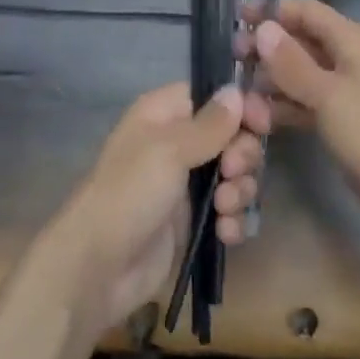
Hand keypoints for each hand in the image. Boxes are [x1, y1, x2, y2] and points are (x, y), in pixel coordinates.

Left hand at [43, 82, 267, 332]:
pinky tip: (226, 233)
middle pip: (232, 136)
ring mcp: (187, 183)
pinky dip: (233, 220)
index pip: (214, 96)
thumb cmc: (130, 193)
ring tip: (224, 209)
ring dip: (240, 191)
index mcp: (165, 113)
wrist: (99, 268)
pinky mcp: (194, 221)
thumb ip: (210, 124)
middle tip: (232, 173)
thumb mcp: (169, 150)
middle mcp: (178, 142)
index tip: (260, 125)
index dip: (241, 108)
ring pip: (235, 175)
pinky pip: (229, 211)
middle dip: (242, 155)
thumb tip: (236, 90)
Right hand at [242, 0, 359, 255]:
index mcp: (351, 41)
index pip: (306, 11)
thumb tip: (262, 27)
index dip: (272, 10)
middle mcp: (347, 61)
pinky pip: (305, 108)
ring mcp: (344, 96)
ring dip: (270, 84)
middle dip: (266, 49)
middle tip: (231, 60)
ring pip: (299, 78)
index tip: (236, 17)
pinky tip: (258, 122)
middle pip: (300, 43)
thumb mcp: (330, 96)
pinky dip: (283, 111)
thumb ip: (293, 63)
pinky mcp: (342, 127)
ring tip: (238, 98)